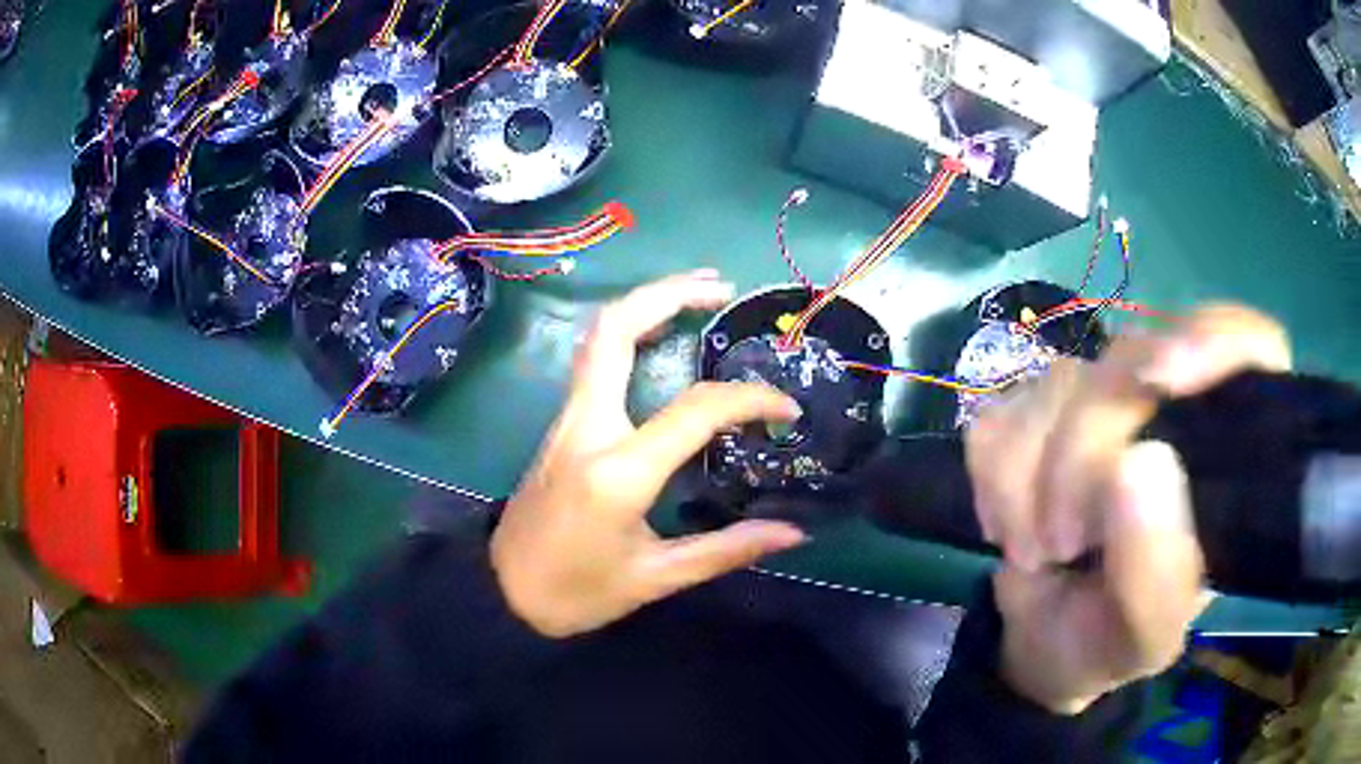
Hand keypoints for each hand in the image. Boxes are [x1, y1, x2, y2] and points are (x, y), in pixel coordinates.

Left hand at [491, 271, 806, 637]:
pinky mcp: (562, 424)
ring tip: (698, 294)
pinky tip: (662, 336)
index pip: (695, 409)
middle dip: (669, 293)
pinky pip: (595, 358)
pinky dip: (630, 330)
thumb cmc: (576, 592)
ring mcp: (567, 419)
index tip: (786, 409)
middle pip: (616, 330)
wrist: (502, 591)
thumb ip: (725, 550)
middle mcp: (587, 427)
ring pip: (599, 336)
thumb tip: (792, 532)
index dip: (750, 399)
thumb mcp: (654, 579)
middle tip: (722, 286)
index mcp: (618, 470)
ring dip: (647, 302)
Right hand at [967, 306, 1290, 713]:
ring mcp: (1104, 400)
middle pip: (1130, 360)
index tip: (1161, 379)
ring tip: (1036, 550)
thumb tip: (1140, 460)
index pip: (1249, 347)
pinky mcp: (1044, 409)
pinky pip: (1003, 407)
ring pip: (1055, 381)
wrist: (1038, 643)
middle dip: (1079, 452)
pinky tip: (1010, 522)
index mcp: (1225, 458)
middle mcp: (1173, 409)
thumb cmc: (1109, 642)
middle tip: (1059, 543)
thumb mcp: (1143, 636)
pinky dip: (993, 476)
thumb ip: (1154, 572)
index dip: (1213, 341)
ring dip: (1025, 479)